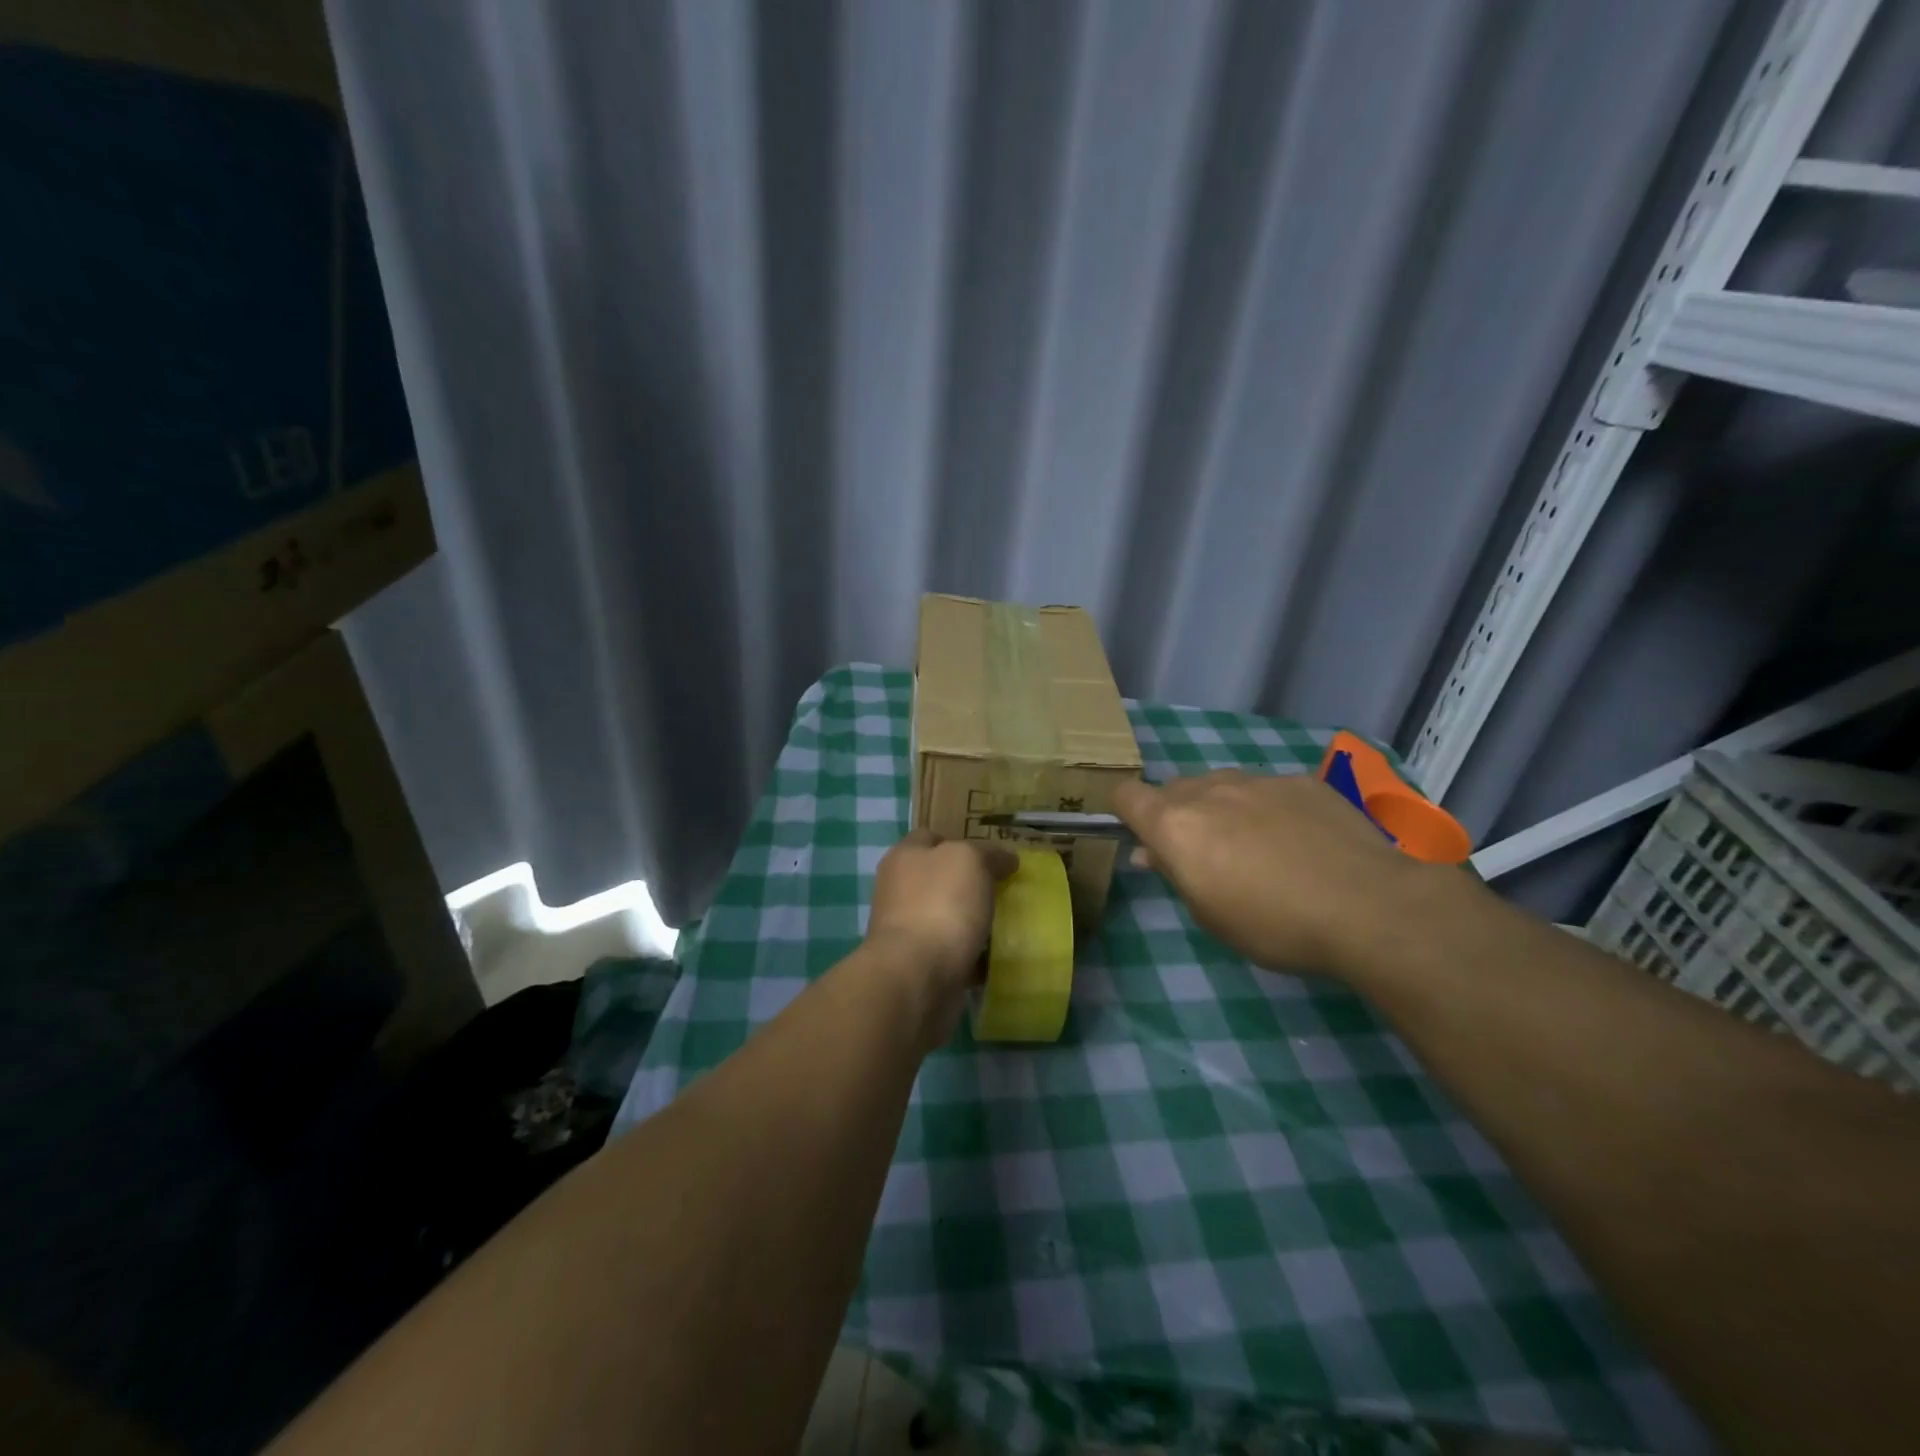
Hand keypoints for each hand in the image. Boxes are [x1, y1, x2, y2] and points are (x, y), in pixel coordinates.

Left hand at [865, 830, 1016, 1040]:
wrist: (916, 976)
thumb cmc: (940, 905)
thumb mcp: (970, 859)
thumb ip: (989, 853)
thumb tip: (1006, 859)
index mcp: (904, 857)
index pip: (931, 837)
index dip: (962, 842)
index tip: (993, 857)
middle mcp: (899, 889)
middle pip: (939, 878)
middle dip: (970, 885)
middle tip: (1004, 891)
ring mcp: (905, 929)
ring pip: (946, 916)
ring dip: (972, 922)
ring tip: (1006, 925)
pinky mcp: (917, 965)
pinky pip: (951, 953)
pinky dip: (971, 955)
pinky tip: (994, 958)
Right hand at [1113, 770, 1430, 975]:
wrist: (1370, 905)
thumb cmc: (1275, 925)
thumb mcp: (1211, 915)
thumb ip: (1175, 873)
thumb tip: (1151, 851)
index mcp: (1176, 824)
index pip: (1127, 796)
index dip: (1128, 813)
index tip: (1144, 840)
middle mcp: (1210, 790)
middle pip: (1175, 790)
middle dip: (1179, 816)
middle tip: (1206, 857)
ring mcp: (1259, 780)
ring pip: (1223, 786)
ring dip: (1224, 809)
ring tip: (1258, 848)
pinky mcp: (1303, 781)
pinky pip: (1269, 789)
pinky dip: (1270, 809)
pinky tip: (1303, 842)